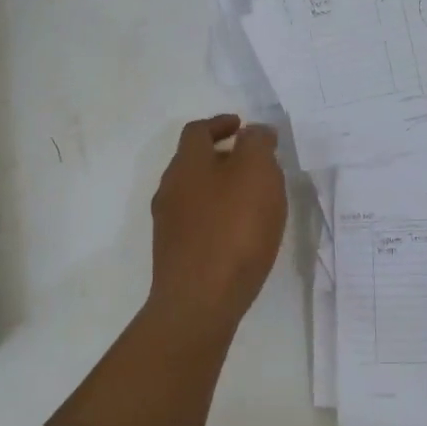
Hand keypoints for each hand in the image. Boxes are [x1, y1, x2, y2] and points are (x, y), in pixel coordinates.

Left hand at [149, 114, 287, 331]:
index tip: (243, 126)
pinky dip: (218, 216)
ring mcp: (169, 225)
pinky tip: (240, 233)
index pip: (198, 131)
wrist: (200, 301)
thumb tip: (255, 132)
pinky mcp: (176, 254)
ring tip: (253, 199)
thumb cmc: (233, 229)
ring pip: (196, 193)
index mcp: (186, 164)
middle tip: (256, 163)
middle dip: (223, 156)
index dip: (221, 123)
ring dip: (221, 188)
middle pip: (194, 162)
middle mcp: (170, 189)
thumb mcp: (257, 173)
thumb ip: (257, 145)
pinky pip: (198, 222)